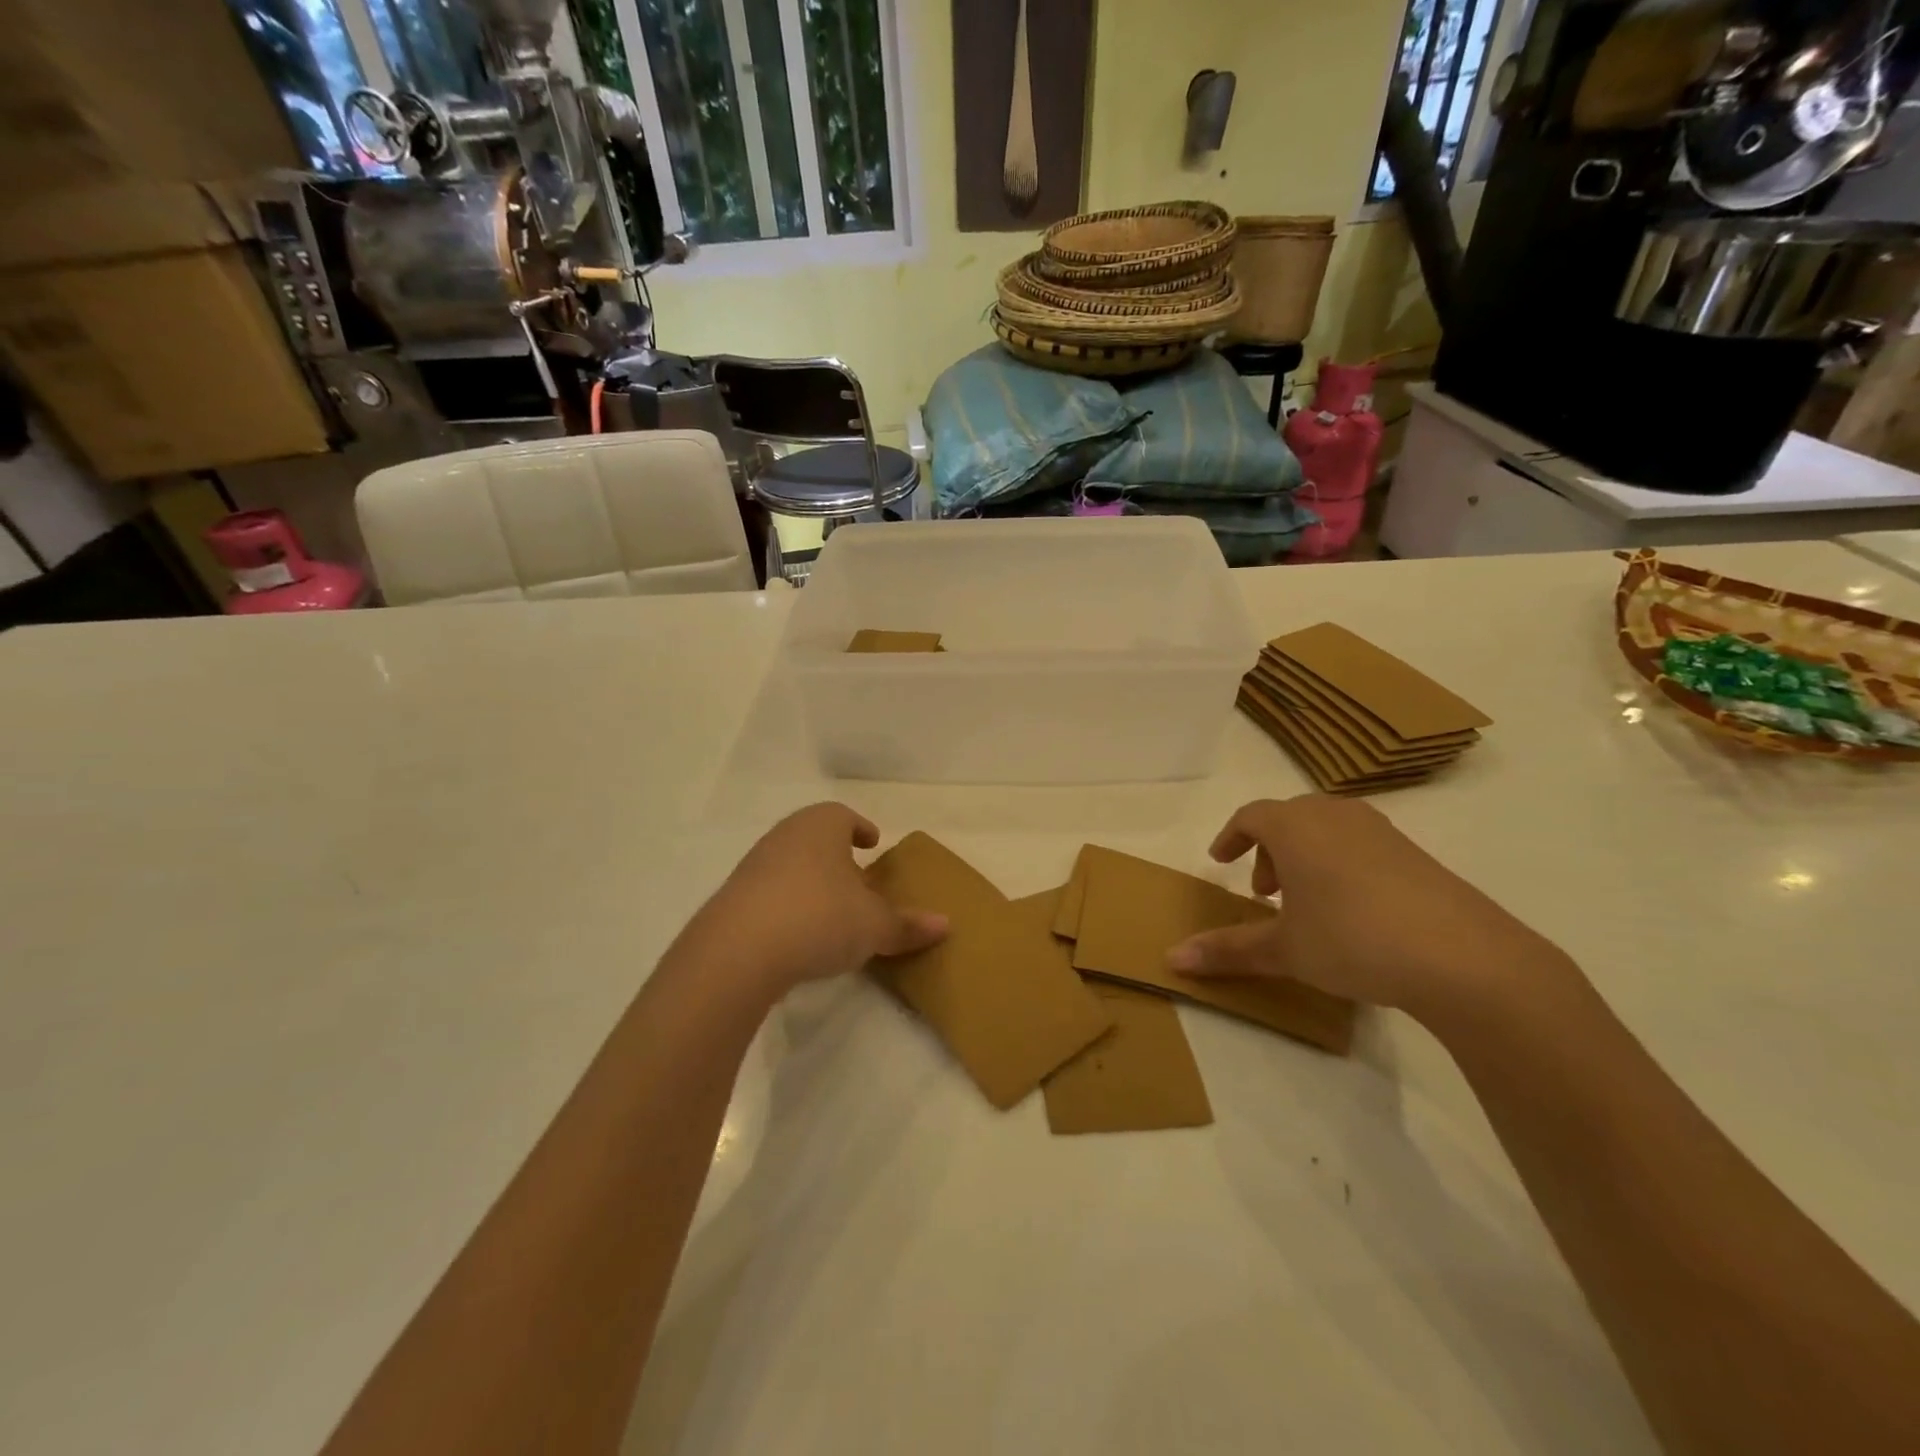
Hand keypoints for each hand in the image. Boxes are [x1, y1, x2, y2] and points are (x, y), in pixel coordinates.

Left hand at [690, 803, 947, 996]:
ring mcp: (754, 866)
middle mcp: (785, 836)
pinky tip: (798, 934)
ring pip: (790, 864)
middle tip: (857, 880)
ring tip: (830, 910)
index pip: (843, 816)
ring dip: (811, 881)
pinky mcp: (732, 899)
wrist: (739, 951)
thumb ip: (908, 925)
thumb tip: (946, 925)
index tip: (872, 844)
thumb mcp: (874, 925)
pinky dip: (787, 905)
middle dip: (836, 857)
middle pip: (815, 838)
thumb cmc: (820, 917)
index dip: (860, 828)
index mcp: (821, 827)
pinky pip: (769, 894)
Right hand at [1167, 796, 1568, 1020]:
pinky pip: (1360, 845)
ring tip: (1306, 903)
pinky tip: (1353, 911)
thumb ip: (1227, 950)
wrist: (1463, 957)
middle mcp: (1335, 816)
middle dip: (1268, 851)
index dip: (1230, 837)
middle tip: (1264, 893)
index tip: (1220, 861)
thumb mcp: (1284, 949)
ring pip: (1327, 829)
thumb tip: (1171, 959)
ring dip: (1305, 857)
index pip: (1250, 816)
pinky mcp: (1416, 853)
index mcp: (1295, 827)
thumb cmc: (1352, 939)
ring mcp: (1381, 831)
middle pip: (1289, 818)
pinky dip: (1340, 864)